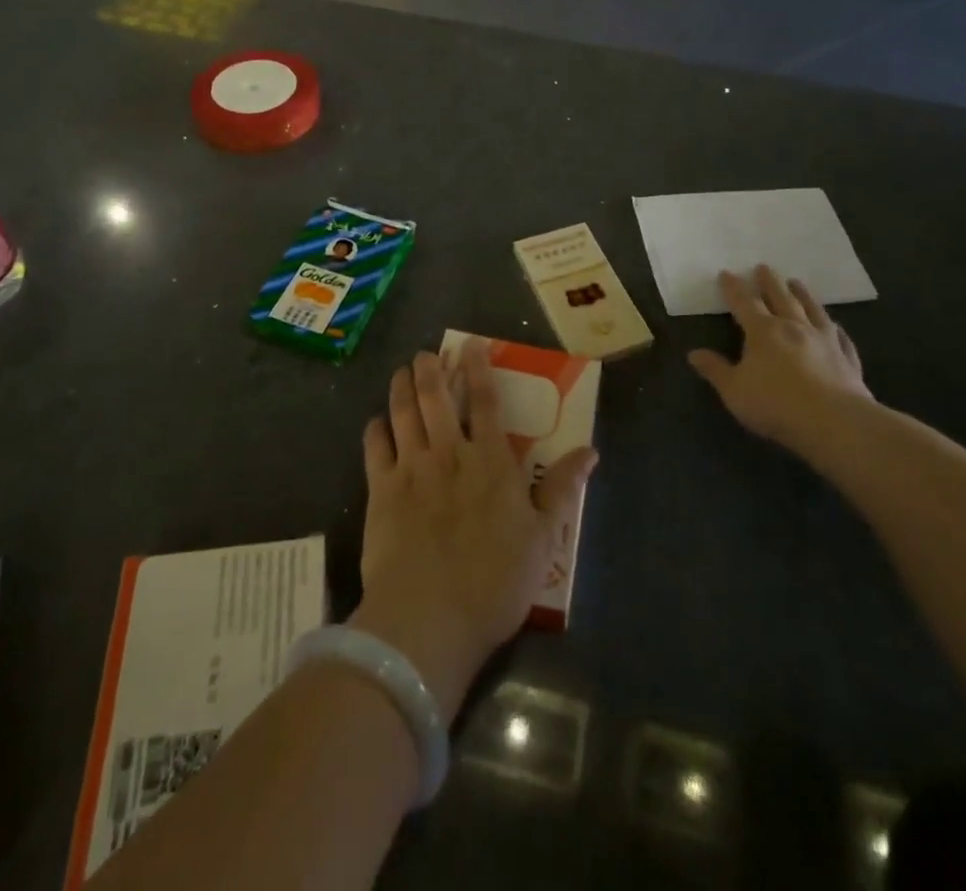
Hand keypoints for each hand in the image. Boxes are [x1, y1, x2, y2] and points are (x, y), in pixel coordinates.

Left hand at [352, 340, 597, 723]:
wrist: (428, 619)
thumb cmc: (495, 582)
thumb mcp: (543, 538)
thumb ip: (562, 489)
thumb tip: (590, 451)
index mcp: (491, 461)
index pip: (485, 401)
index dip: (478, 368)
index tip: (471, 345)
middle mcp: (449, 453)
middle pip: (436, 397)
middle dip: (431, 370)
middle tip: (427, 355)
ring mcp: (411, 469)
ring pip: (403, 413)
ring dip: (401, 388)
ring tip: (402, 372)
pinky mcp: (381, 491)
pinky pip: (375, 448)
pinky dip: (375, 429)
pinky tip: (376, 422)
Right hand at [688, 266, 874, 454]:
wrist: (833, 422)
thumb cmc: (775, 404)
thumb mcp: (734, 390)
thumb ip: (715, 370)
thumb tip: (694, 354)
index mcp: (763, 331)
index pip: (744, 303)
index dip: (733, 288)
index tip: (726, 273)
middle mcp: (794, 327)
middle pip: (780, 297)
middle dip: (769, 282)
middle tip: (764, 266)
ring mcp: (824, 340)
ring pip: (812, 310)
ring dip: (802, 294)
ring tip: (797, 282)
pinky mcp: (847, 358)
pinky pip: (841, 338)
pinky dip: (836, 329)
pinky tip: (836, 327)